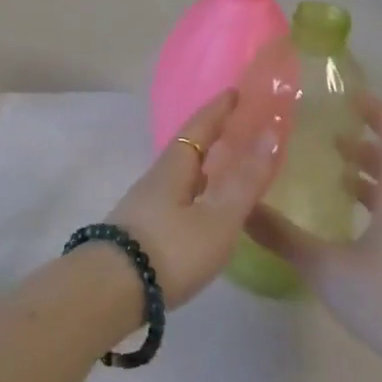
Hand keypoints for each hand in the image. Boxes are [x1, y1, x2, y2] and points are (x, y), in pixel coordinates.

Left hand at [107, 91, 280, 307]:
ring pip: (180, 174)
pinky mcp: (141, 229)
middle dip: (211, 134)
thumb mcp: (217, 218)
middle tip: (238, 127)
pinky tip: (202, 207)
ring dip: (203, 164)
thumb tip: (269, 132)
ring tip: (226, 166)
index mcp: (174, 168)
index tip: (235, 91)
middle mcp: (156, 179)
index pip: (198, 128)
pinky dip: (196, 189)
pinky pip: (176, 196)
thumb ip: (244, 180)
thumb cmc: (170, 250)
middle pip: (186, 148)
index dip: (218, 109)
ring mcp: (145, 204)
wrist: (112, 289)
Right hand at [244, 93, 381, 372]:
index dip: (376, 111)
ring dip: (364, 167)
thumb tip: (240, 207)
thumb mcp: (325, 266)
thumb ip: (280, 235)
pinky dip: (367, 195)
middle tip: (322, 126)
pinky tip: (338, 211)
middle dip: (362, 136)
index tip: (346, 94)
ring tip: (326, 161)